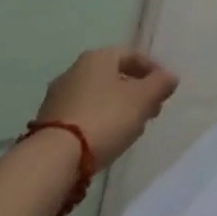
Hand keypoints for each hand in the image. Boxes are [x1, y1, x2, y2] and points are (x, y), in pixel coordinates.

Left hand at [34, 48, 178, 166]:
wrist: (52, 160)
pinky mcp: (46, 123)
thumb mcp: (143, 99)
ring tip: (130, 129)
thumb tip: (170, 77)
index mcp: (98, 57)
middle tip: (150, 111)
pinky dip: (97, 122)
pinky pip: (81, 115)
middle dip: (135, 92)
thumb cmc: (104, 118)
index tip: (164, 90)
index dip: (153, 71)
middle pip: (114, 76)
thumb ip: (160, 84)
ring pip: (97, 97)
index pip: (132, 55)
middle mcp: (75, 70)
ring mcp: (57, 97)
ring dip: (116, 108)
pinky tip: (106, 140)